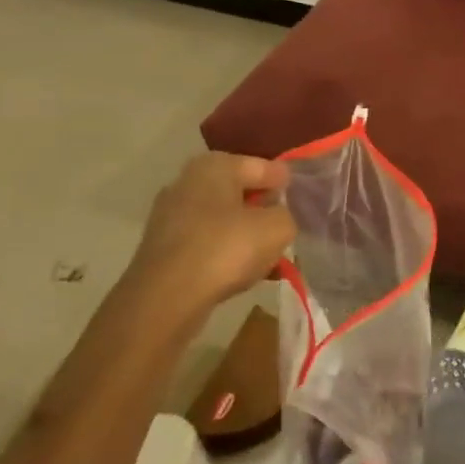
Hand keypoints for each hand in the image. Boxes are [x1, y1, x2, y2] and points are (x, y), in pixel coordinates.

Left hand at [127, 153, 296, 313]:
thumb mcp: (277, 228)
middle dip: (262, 208)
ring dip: (244, 232)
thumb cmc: (226, 249)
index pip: (264, 167)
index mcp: (216, 166)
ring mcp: (170, 214)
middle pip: (239, 191)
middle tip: (284, 226)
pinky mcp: (162, 246)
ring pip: (222, 218)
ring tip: (267, 253)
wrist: (166, 297)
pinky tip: (241, 270)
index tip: (302, 200)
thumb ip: (286, 214)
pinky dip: (224, 251)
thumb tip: (276, 216)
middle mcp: (187, 181)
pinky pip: (206, 241)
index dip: (286, 183)